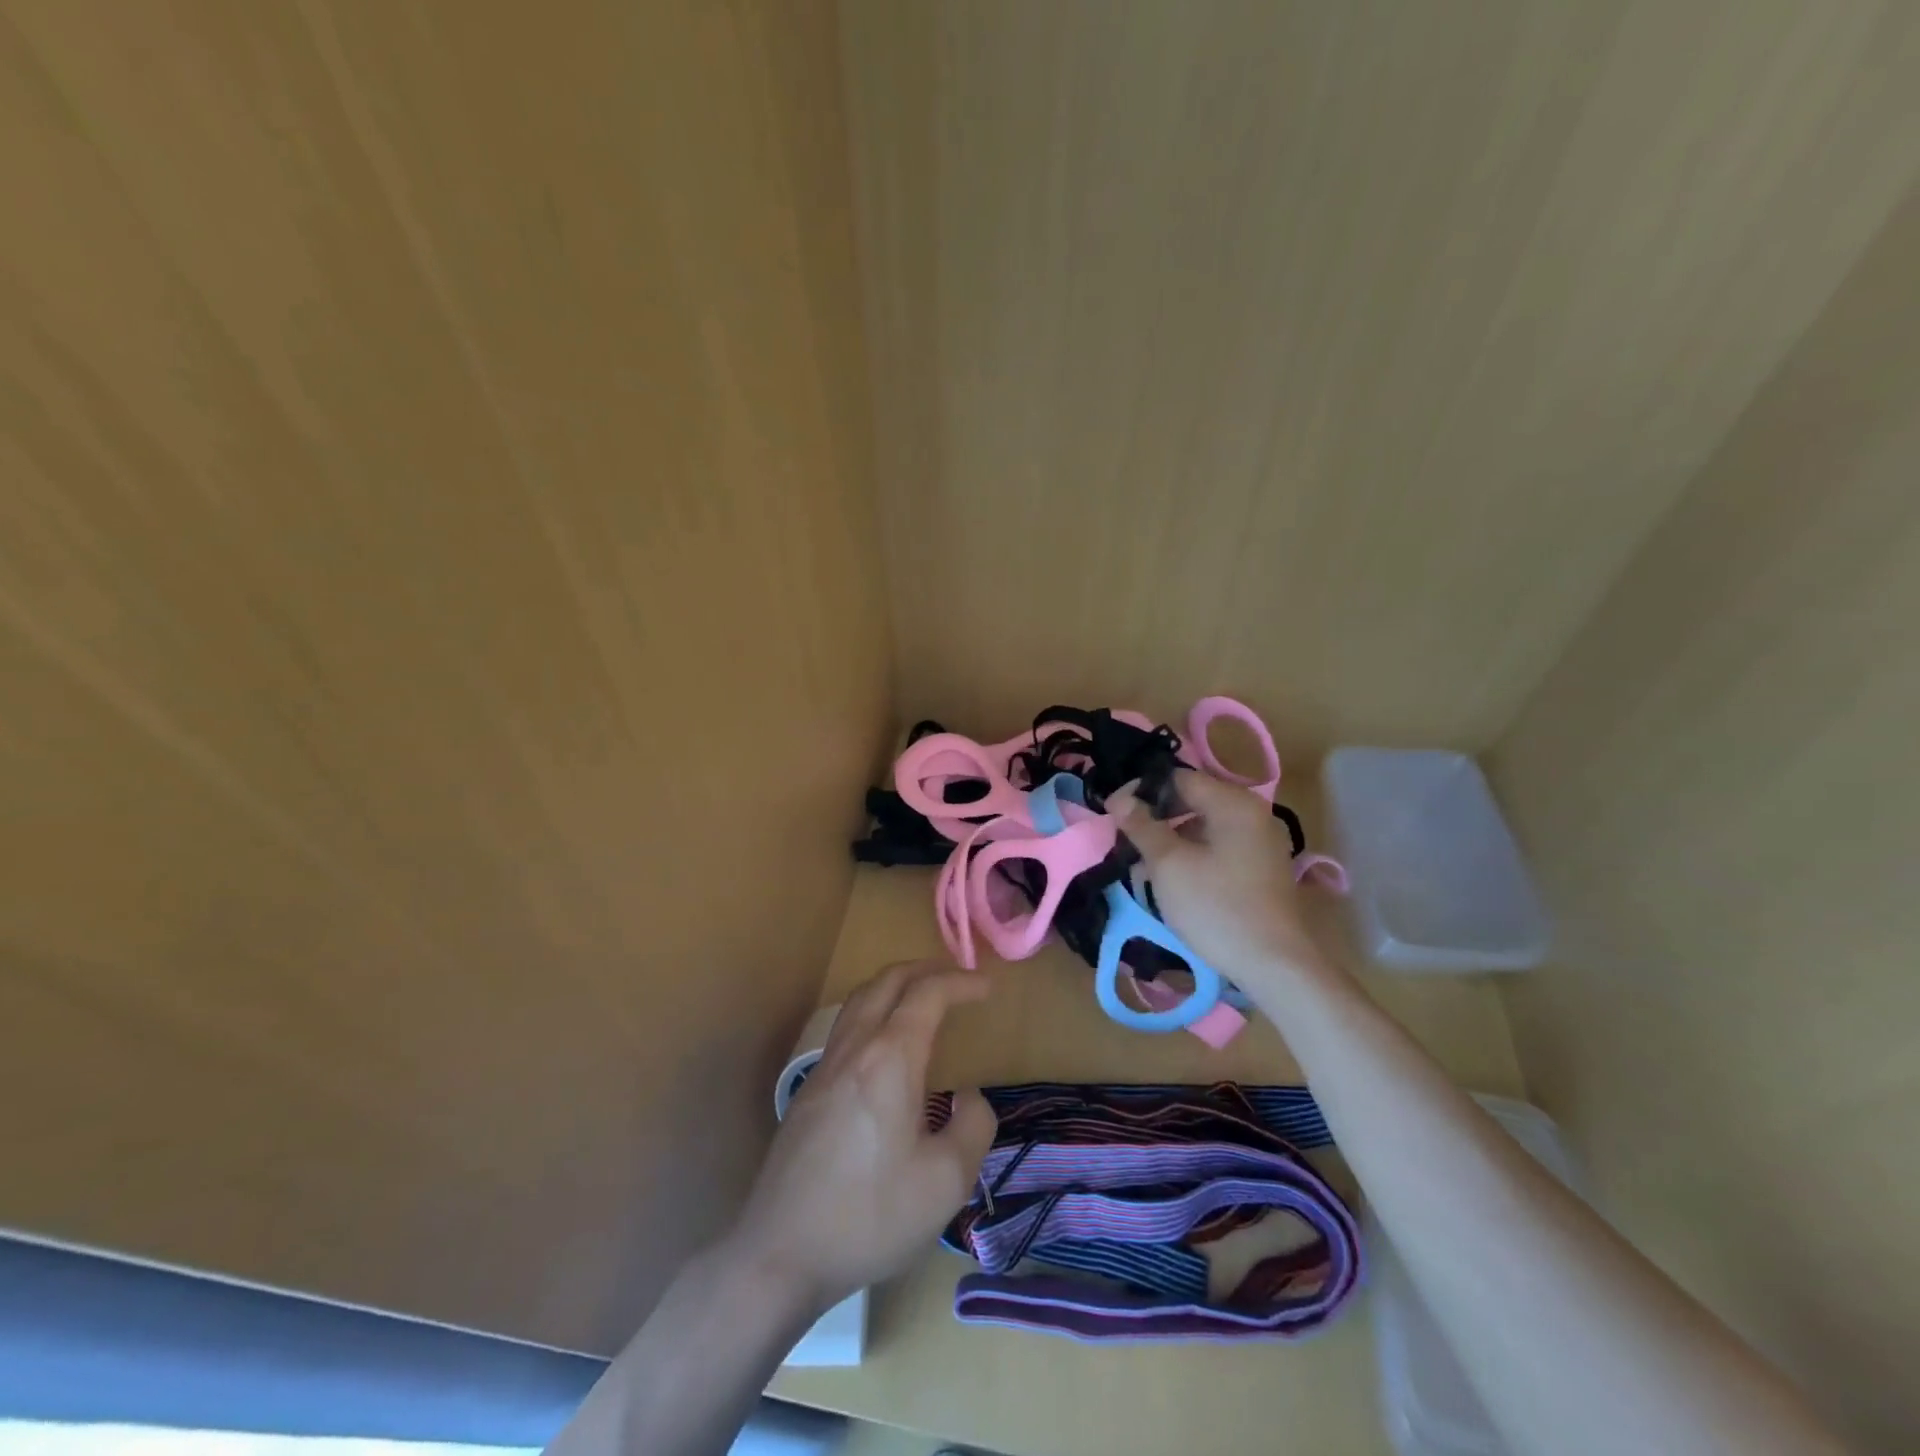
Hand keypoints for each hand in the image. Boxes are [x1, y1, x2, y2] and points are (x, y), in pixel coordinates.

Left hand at [728, 961, 996, 1313]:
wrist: (780, 1253)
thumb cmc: (870, 1215)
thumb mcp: (946, 1182)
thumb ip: (974, 1127)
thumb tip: (969, 1096)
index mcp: (890, 1058)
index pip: (928, 994)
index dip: (961, 982)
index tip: (988, 988)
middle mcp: (854, 1048)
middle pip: (888, 981)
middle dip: (927, 970)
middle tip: (957, 979)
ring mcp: (825, 1066)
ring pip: (860, 999)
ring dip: (896, 985)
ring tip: (922, 999)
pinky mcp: (808, 1090)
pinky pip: (846, 1026)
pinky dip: (874, 1011)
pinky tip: (885, 1047)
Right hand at [1108, 769, 1322, 985]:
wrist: (1274, 965)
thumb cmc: (1216, 907)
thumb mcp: (1168, 865)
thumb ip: (1142, 825)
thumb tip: (1118, 798)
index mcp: (1233, 803)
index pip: (1178, 778)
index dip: (1142, 791)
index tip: (1115, 814)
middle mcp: (1253, 813)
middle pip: (1194, 799)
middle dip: (1157, 816)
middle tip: (1128, 839)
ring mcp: (1261, 840)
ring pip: (1205, 824)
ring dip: (1173, 837)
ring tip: (1146, 863)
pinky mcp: (1262, 866)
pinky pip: (1220, 845)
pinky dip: (1194, 853)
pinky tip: (1175, 878)